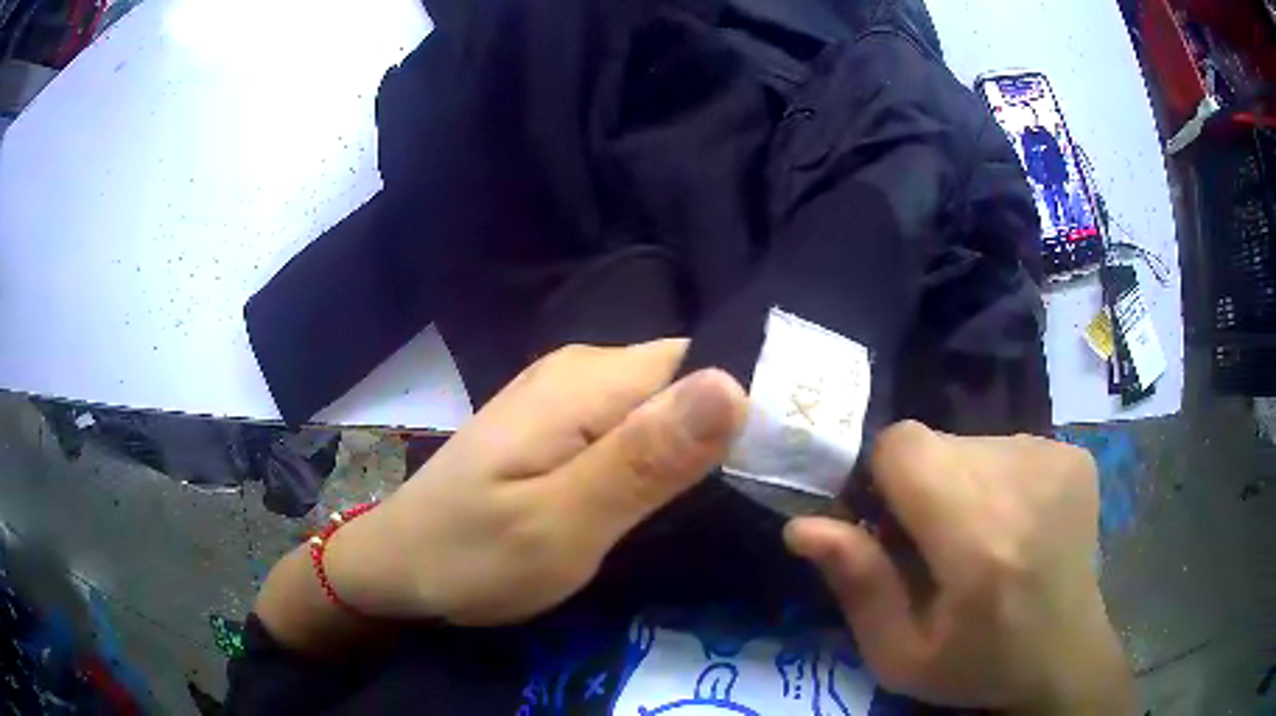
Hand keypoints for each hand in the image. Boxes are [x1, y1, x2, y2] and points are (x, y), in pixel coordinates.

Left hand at [324, 340, 747, 625]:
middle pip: (687, 382)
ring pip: (663, 405)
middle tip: (768, 497)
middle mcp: (581, 370)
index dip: (753, 405)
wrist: (401, 566)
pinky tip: (674, 496)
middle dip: (731, 431)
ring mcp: (565, 396)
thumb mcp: (560, 523)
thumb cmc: (472, 556)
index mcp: (588, 382)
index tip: (793, 461)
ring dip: (699, 448)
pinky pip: (633, 425)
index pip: (705, 362)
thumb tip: (733, 385)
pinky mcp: (558, 425)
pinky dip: (662, 457)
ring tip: (734, 502)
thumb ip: (644, 460)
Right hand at [784, 422, 1132, 713]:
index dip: (880, 477)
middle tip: (934, 546)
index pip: (903, 445)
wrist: (1066, 655)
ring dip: (958, 483)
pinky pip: (1005, 445)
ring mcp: (1057, 458)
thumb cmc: (978, 664)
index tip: (885, 526)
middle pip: (934, 443)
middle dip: (918, 487)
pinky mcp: (1073, 453)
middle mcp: (1025, 480)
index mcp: (980, 539)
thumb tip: (803, 524)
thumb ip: (857, 585)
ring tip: (979, 539)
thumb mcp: (899, 654)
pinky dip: (995, 479)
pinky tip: (1013, 524)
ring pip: (969, 442)